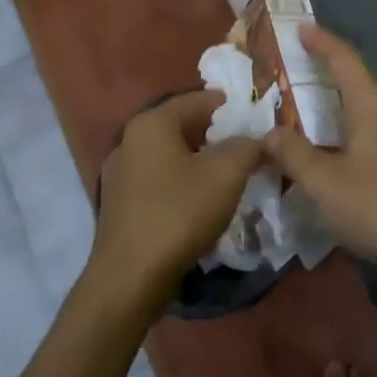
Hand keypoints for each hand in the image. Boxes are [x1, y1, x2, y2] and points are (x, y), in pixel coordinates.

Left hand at [93, 90, 263, 308]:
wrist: (130, 276)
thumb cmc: (179, 213)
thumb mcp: (226, 174)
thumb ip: (247, 147)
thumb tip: (258, 138)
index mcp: (151, 124)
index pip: (193, 100)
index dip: (224, 103)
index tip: (249, 110)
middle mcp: (129, 140)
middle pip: (178, 126)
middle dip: (212, 132)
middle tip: (243, 142)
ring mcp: (119, 173)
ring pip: (167, 154)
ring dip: (196, 158)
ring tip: (226, 171)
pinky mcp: (119, 204)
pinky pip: (157, 179)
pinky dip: (180, 180)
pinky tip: (199, 199)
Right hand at [264, 25, 376, 284]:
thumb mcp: (323, 183)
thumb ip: (293, 154)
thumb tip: (270, 132)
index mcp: (374, 106)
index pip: (345, 60)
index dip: (322, 42)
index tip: (304, 28)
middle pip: (359, 88)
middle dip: (330, 85)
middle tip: (300, 88)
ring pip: (374, 119)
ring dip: (346, 119)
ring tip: (319, 133)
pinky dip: (362, 144)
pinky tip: (350, 169)